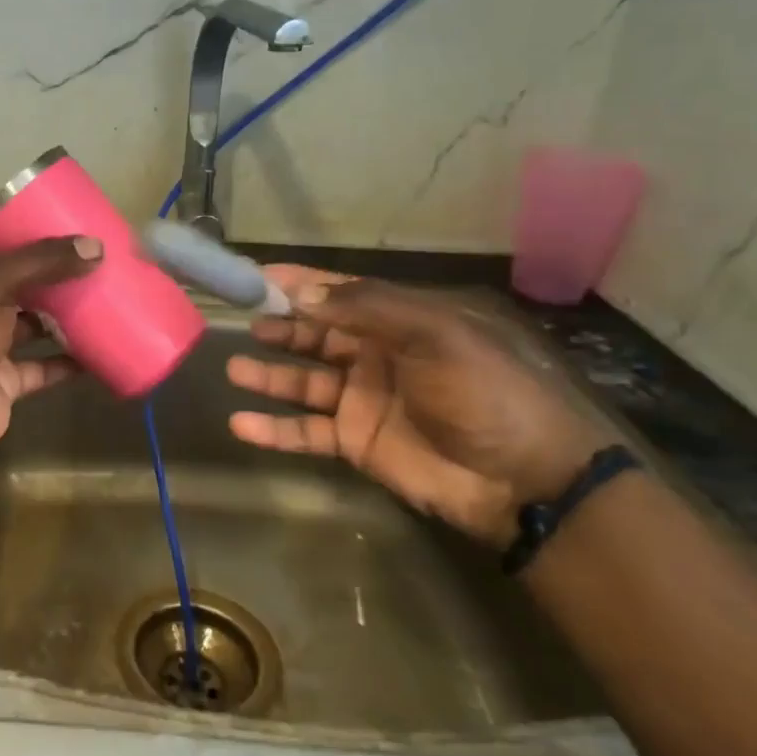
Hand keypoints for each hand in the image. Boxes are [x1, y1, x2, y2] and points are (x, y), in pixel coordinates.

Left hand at [0, 223, 102, 466]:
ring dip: (59, 314)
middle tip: (82, 252)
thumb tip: (95, 248)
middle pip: (8, 280)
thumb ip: (43, 262)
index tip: (34, 210)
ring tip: (99, 292)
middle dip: (42, 269)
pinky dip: (68, 360)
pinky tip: (99, 347)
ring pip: (28, 324)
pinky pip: (43, 366)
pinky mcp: (5, 380)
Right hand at [224, 267, 609, 547]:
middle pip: (315, 335)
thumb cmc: (483, 393)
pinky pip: (305, 431)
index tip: (256, 276)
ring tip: (234, 369)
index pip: (340, 293)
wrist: (522, 479)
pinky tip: (241, 423)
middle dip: (280, 327)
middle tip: (244, 323)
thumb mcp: (435, 335)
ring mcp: (361, 401)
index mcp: (399, 323)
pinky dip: (274, 429)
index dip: (300, 283)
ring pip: (302, 382)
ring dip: (268, 375)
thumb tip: (299, 294)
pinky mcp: (354, 442)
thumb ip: (366, 310)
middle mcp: (375, 356)